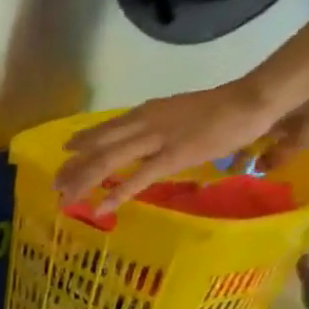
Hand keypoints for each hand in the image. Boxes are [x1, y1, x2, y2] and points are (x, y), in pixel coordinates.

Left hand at [53, 79, 283, 210]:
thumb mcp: (177, 113)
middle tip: (56, 184)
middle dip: (74, 167)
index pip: (104, 129)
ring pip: (108, 161)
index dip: (82, 143)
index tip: (65, 155)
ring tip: (66, 199)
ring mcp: (156, 140)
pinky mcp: (173, 157)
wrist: (252, 99)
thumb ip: (155, 125)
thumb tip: (142, 140)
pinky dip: (116, 194)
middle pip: (97, 147)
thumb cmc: (220, 108)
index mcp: (145, 112)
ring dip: (84, 181)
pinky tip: (99, 208)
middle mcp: (143, 123)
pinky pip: (137, 179)